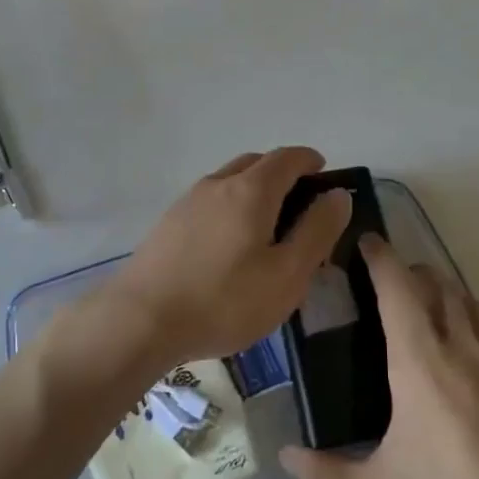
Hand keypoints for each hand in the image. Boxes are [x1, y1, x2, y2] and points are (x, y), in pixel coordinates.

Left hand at [93, 148, 352, 374]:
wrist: (141, 319)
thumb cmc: (225, 300)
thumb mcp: (287, 274)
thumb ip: (317, 231)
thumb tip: (338, 195)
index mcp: (251, 190)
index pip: (288, 158)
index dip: (310, 161)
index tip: (324, 175)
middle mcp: (218, 184)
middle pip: (256, 163)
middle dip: (283, 174)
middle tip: (300, 206)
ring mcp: (187, 201)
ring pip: (229, 181)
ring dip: (253, 190)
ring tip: (266, 228)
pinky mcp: (168, 223)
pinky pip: (209, 202)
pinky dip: (230, 207)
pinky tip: (229, 245)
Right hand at [280, 236, 478, 478]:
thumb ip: (324, 473)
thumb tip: (285, 456)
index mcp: (421, 364)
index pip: (399, 289)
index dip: (381, 258)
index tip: (366, 241)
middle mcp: (462, 350)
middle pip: (438, 284)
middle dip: (410, 269)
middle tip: (384, 279)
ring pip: (469, 302)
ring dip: (443, 289)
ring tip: (420, 304)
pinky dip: (467, 319)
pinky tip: (457, 354)